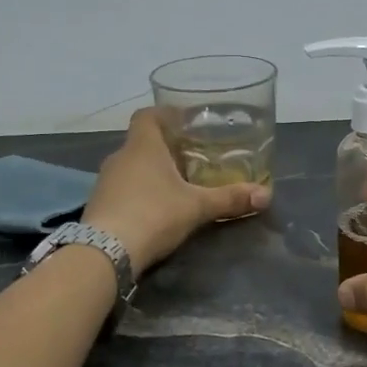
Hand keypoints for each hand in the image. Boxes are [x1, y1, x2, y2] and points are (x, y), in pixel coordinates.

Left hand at [81, 108, 269, 272]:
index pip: (148, 115)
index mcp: (142, 146)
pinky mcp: (99, 205)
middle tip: (192, 156)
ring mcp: (105, 182)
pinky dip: (139, 192)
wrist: (105, 252)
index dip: (165, 114)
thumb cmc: (154, 214)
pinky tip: (156, 208)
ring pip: (132, 167)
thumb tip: (266, 195)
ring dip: (151, 172)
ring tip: (178, 183)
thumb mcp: (197, 207)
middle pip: (142, 142)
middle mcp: (120, 157)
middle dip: (165, 147)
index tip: (185, 121)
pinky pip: (123, 189)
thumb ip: (230, 199)